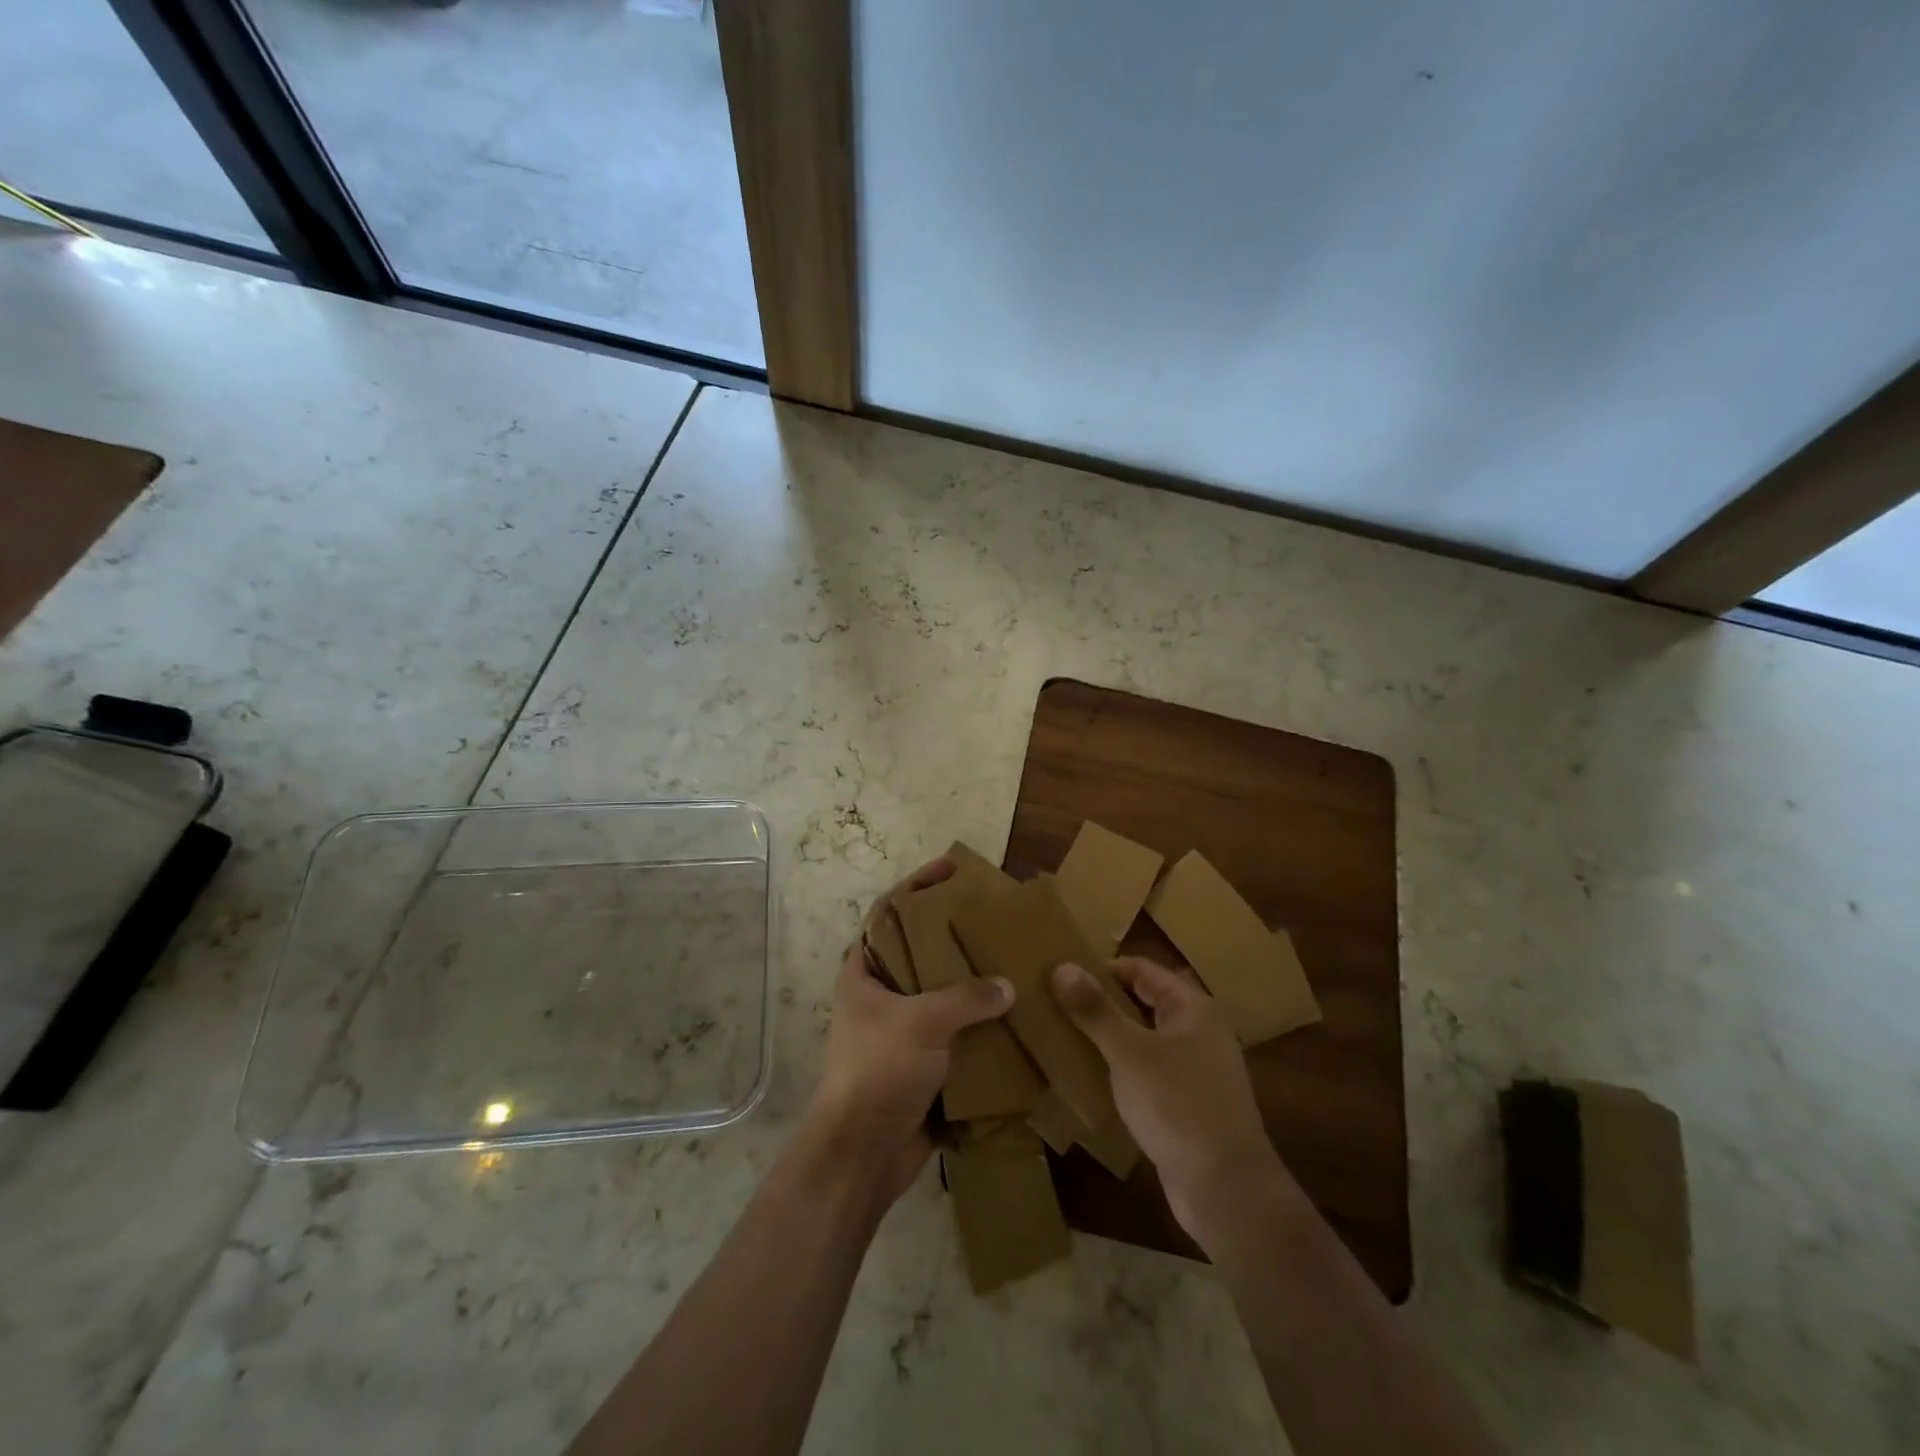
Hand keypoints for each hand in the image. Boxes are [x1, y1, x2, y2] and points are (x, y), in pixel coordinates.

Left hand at [804, 858, 1013, 1202]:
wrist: (864, 1155)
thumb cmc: (879, 1072)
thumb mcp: (921, 1023)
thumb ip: (966, 997)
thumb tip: (1007, 985)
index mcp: (864, 973)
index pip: (888, 912)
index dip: (917, 886)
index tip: (952, 868)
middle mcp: (882, 995)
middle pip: (920, 951)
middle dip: (955, 935)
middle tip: (994, 918)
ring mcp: (903, 1030)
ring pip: (943, 992)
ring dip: (974, 982)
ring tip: (1014, 961)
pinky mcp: (924, 1062)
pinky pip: (958, 1031)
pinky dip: (982, 1024)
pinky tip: (1016, 1014)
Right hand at [1052, 957, 1285, 1243]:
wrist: (1226, 1190)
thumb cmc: (1178, 1106)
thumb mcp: (1129, 1053)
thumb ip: (1095, 1010)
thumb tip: (1062, 966)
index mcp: (1193, 1008)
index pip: (1141, 969)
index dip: (1102, 969)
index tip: (1061, 976)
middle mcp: (1199, 1031)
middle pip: (1144, 1002)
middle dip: (1103, 1003)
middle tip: (1057, 1005)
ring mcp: (1197, 1070)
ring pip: (1145, 1039)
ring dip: (1110, 1038)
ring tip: (1065, 1037)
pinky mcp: (1189, 1104)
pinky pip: (1149, 1072)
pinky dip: (1123, 1069)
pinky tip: (1093, 1078)